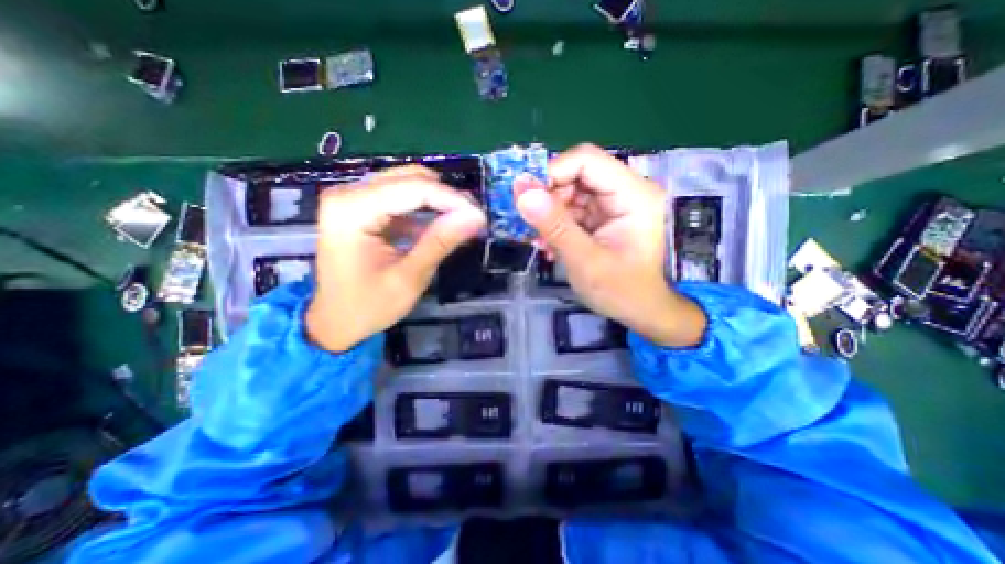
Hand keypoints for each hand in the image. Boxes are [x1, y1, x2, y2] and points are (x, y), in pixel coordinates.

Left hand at [305, 165, 485, 352]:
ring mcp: (351, 198)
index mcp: (351, 210)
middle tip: (472, 219)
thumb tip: (476, 217)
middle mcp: (347, 194)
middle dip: (446, 198)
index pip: (413, 188)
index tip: (480, 216)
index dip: (452, 199)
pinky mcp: (359, 207)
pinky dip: (423, 209)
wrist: (336, 322)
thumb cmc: (368, 306)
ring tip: (461, 221)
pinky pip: (399, 197)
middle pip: (409, 179)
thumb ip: (441, 242)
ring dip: (437, 202)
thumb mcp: (409, 277)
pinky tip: (440, 225)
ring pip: (407, 184)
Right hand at [519, 143, 705, 347]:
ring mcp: (614, 202)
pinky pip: (573, 208)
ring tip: (540, 240)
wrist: (640, 310)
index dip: (551, 173)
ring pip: (570, 190)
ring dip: (549, 213)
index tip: (526, 200)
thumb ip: (555, 225)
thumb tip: (522, 191)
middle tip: (531, 225)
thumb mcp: (585, 261)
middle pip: (576, 173)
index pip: (586, 160)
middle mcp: (626, 190)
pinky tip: (549, 243)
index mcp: (633, 194)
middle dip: (548, 198)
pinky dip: (557, 223)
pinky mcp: (604, 215)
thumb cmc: (621, 291)